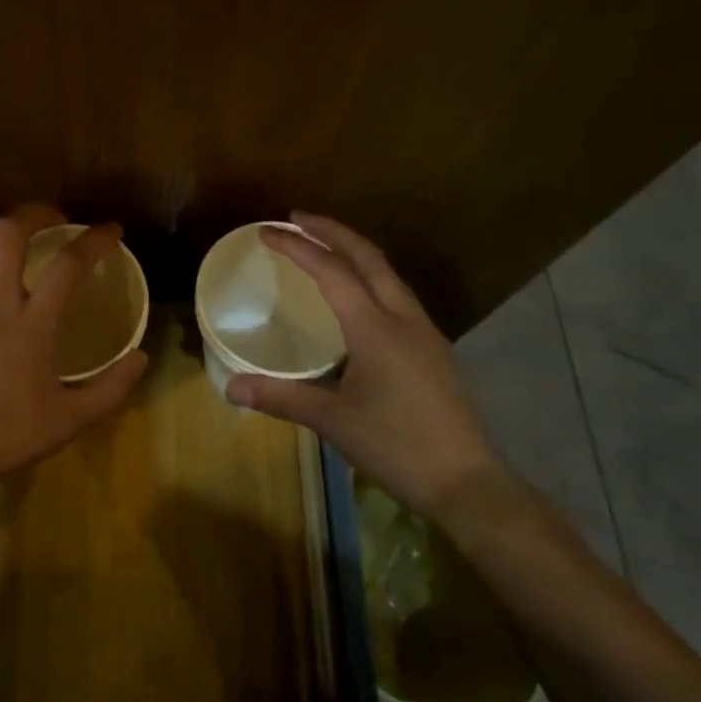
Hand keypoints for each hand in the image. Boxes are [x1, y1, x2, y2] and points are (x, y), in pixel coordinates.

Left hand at [0, 213, 148, 506]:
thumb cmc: (1, 436)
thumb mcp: (66, 422)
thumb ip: (109, 389)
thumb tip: (141, 357)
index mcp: (32, 323)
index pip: (69, 263)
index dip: (94, 239)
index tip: (110, 231)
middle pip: (11, 231)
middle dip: (36, 213)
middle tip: (53, 221)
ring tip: (11, 247)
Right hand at [225, 214, 501, 515]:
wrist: (468, 483)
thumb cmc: (397, 446)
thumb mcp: (333, 422)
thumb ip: (282, 398)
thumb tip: (232, 387)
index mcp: (374, 327)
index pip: (330, 271)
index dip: (296, 247)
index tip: (267, 231)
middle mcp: (402, 317)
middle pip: (367, 256)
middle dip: (331, 230)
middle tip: (297, 218)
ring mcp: (424, 331)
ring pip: (387, 272)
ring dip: (354, 250)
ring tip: (325, 247)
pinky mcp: (434, 348)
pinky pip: (397, 293)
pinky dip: (371, 275)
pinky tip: (360, 294)